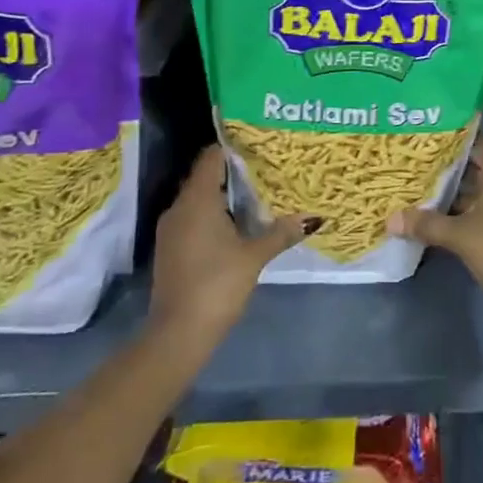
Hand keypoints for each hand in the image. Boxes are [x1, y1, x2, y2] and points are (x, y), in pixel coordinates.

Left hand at [150, 147, 313, 346]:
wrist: (178, 335)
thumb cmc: (216, 284)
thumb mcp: (254, 256)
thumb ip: (280, 233)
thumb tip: (312, 218)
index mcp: (196, 200)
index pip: (211, 158)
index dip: (233, 149)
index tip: (258, 147)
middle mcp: (179, 208)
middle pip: (205, 177)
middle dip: (234, 174)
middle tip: (266, 171)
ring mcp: (171, 230)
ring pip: (199, 200)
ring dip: (224, 198)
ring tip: (257, 198)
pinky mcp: (170, 249)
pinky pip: (193, 219)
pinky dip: (213, 217)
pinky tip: (237, 228)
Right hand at [390, 136, 482, 307]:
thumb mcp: (459, 236)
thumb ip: (426, 224)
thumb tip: (391, 220)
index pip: (479, 143)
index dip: (455, 140)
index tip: (429, 141)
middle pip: (480, 167)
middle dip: (452, 170)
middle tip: (421, 168)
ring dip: (461, 194)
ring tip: (429, 194)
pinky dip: (473, 211)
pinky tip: (451, 221)